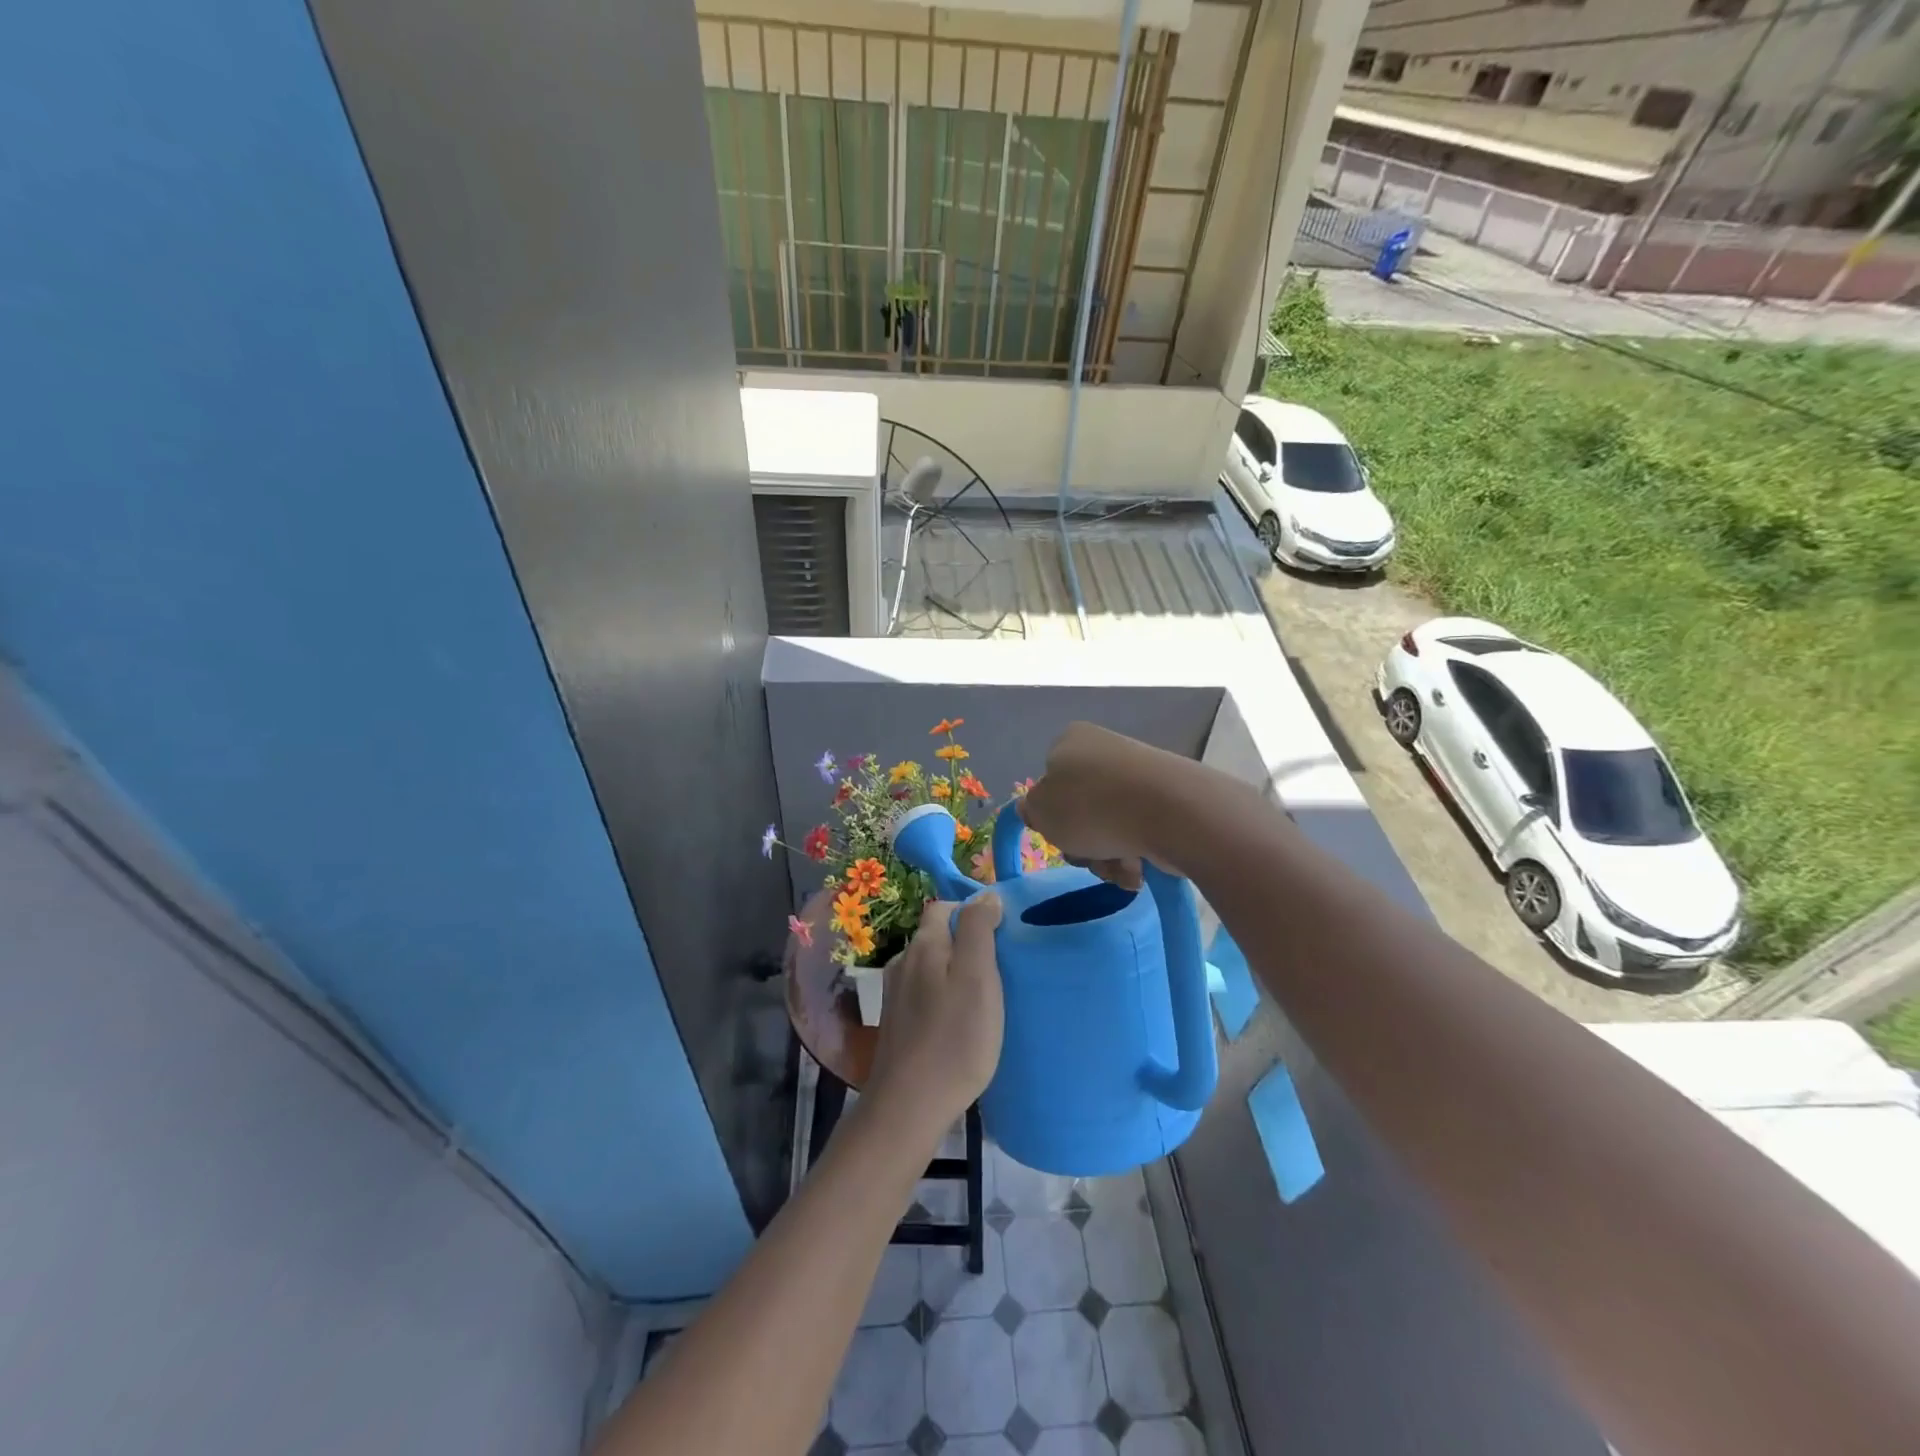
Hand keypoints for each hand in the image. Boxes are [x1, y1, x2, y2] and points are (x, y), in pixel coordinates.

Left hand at [866, 895, 1004, 1132]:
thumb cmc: (954, 1038)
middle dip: (966, 943)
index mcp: (923, 945)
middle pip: (937, 936)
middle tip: (1000, 968)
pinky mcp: (897, 1023)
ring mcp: (895, 995)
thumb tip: (986, 895)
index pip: (945, 907)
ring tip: (985, 996)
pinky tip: (960, 1021)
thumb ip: (978, 930)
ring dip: (955, 972)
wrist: (909, 1106)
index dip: (973, 913)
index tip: (1002, 936)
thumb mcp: (977, 976)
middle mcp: (903, 962)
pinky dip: (944, 998)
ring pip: (931, 967)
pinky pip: (925, 995)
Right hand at [1018, 722, 1185, 887]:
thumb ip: (1031, 810)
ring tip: (1119, 864)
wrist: (1170, 812)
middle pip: (1079, 809)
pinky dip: (1134, 855)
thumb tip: (1034, 807)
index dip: (1050, 812)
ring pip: (1108, 827)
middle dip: (1081, 841)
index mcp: (1071, 741)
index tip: (1057, 831)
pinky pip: (1138, 834)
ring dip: (1106, 855)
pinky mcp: (1168, 801)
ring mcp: (1140, 776)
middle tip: (1086, 852)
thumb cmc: (1091, 806)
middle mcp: (1106, 752)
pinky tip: (1139, 865)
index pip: (1049, 779)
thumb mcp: (1041, 810)